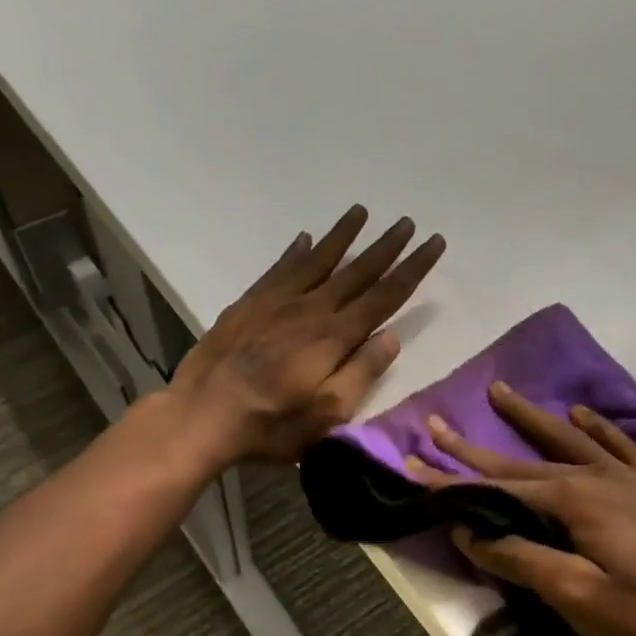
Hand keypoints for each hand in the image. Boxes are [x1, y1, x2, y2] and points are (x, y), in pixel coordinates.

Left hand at [168, 206, 444, 465]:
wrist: (202, 414)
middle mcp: (310, 309)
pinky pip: (278, 269)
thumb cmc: (271, 424)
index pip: (384, 296)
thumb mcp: (328, 414)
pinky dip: (294, 251)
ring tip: (361, 212)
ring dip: (342, 236)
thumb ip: (361, 373)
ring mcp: (276, 302)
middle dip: (386, 247)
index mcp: (335, 336)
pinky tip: (304, 239)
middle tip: (407, 222)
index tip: (433, 243)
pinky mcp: (248, 304)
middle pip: (357, 271)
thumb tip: (390, 337)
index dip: (412, 269)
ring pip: (318, 260)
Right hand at [408, 383, 635, 635]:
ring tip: (500, 390)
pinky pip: (618, 444)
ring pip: (565, 438)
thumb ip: (520, 559)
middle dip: (474, 446)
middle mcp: (593, 476)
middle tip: (436, 423)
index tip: (414, 462)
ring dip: (529, 417)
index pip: (496, 488)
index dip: (452, 479)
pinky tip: (583, 412)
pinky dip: (597, 426)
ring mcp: (624, 476)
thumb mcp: (577, 597)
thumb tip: (468, 531)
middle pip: (521, 458)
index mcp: (571, 501)